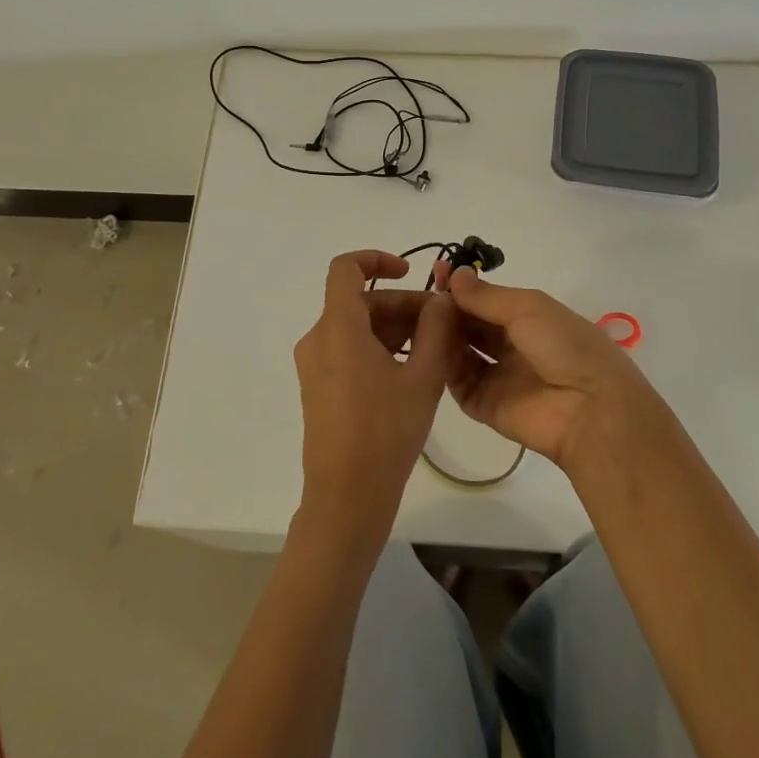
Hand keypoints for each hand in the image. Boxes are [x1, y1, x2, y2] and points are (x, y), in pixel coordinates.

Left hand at [294, 250, 456, 534]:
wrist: (346, 499)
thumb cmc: (384, 434)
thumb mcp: (423, 379)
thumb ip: (437, 331)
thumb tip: (443, 299)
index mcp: (337, 329)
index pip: (346, 268)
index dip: (377, 258)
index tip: (409, 272)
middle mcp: (318, 339)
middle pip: (360, 301)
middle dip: (402, 305)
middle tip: (443, 325)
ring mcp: (315, 364)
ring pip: (357, 326)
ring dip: (395, 328)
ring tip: (435, 351)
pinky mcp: (319, 386)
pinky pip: (349, 349)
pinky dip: (379, 348)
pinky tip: (411, 371)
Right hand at [444, 267, 661, 471]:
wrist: (590, 410)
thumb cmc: (566, 347)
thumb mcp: (528, 308)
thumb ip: (486, 296)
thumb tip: (455, 273)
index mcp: (530, 320)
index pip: (488, 301)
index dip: (463, 288)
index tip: (437, 272)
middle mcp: (512, 347)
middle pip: (472, 325)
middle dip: (449, 309)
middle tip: (423, 296)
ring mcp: (498, 377)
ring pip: (461, 351)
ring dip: (443, 334)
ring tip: (421, 318)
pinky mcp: (485, 406)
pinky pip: (457, 383)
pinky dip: (442, 364)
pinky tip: (427, 346)